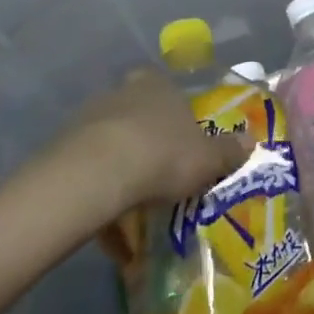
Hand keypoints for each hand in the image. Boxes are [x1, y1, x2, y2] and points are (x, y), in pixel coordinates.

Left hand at [17, 69, 255, 230]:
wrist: (96, 174)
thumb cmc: (164, 155)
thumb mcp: (208, 158)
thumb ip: (229, 151)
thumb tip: (251, 142)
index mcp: (158, 86)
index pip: (167, 89)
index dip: (175, 113)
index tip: (182, 139)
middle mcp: (122, 94)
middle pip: (138, 115)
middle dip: (148, 142)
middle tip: (161, 174)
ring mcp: (88, 120)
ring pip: (111, 143)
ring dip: (121, 169)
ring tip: (135, 206)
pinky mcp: (62, 150)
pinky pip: (89, 173)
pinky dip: (100, 196)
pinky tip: (110, 227)